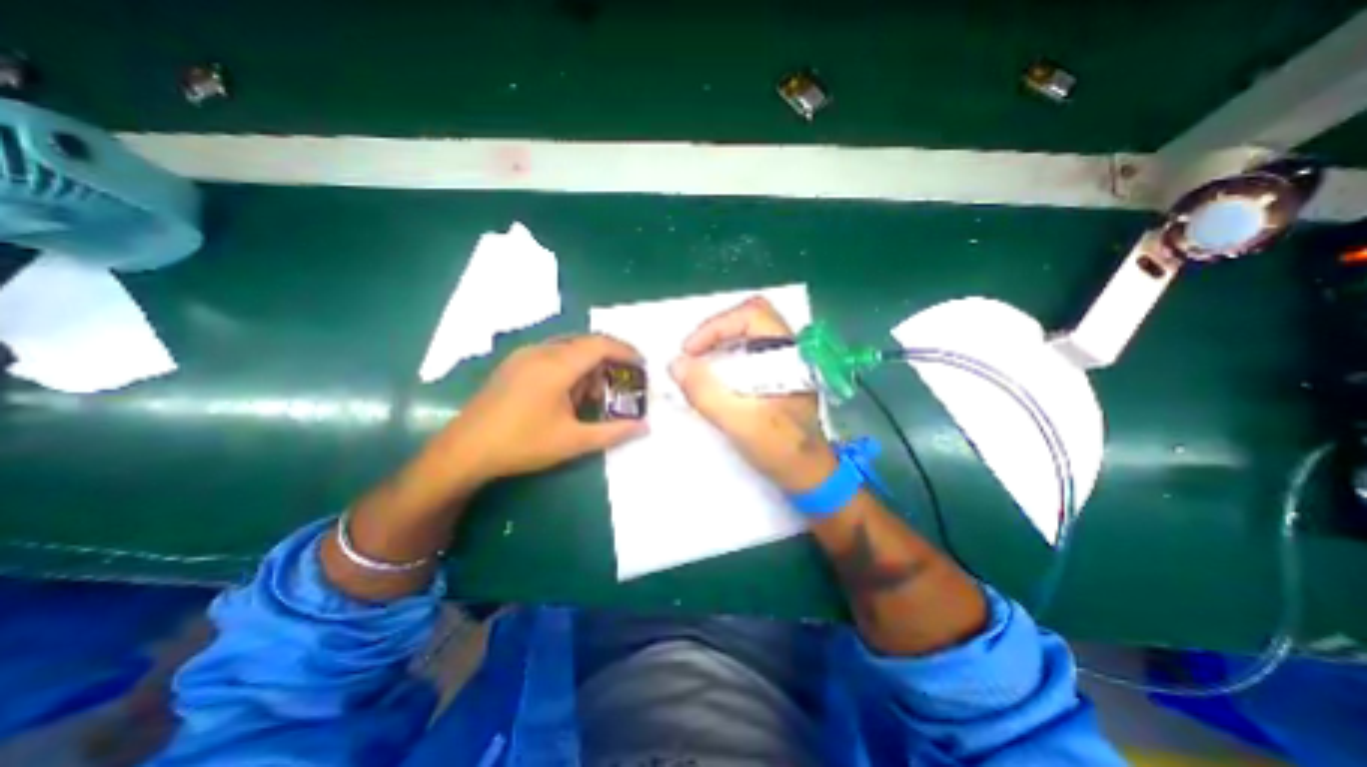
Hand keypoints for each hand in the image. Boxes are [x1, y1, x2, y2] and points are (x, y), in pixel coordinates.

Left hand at [438, 332, 648, 480]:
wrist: (464, 451)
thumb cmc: (522, 444)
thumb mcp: (573, 441)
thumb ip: (614, 432)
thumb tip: (645, 427)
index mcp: (557, 365)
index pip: (600, 345)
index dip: (626, 351)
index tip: (642, 365)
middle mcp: (541, 351)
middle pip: (586, 343)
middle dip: (609, 359)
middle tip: (623, 381)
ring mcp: (524, 356)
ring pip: (569, 348)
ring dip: (589, 365)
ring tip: (595, 394)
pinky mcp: (514, 364)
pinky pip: (552, 354)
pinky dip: (570, 367)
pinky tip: (569, 393)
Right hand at [672, 295, 838, 491]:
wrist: (809, 476)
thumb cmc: (782, 450)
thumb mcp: (741, 423)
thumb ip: (707, 393)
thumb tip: (675, 364)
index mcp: (790, 354)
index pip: (752, 315)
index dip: (716, 326)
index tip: (690, 351)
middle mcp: (790, 351)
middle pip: (749, 318)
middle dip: (716, 330)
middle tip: (692, 353)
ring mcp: (784, 362)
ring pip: (748, 333)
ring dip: (719, 342)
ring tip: (697, 363)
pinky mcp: (776, 375)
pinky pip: (747, 351)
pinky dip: (725, 355)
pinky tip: (714, 375)